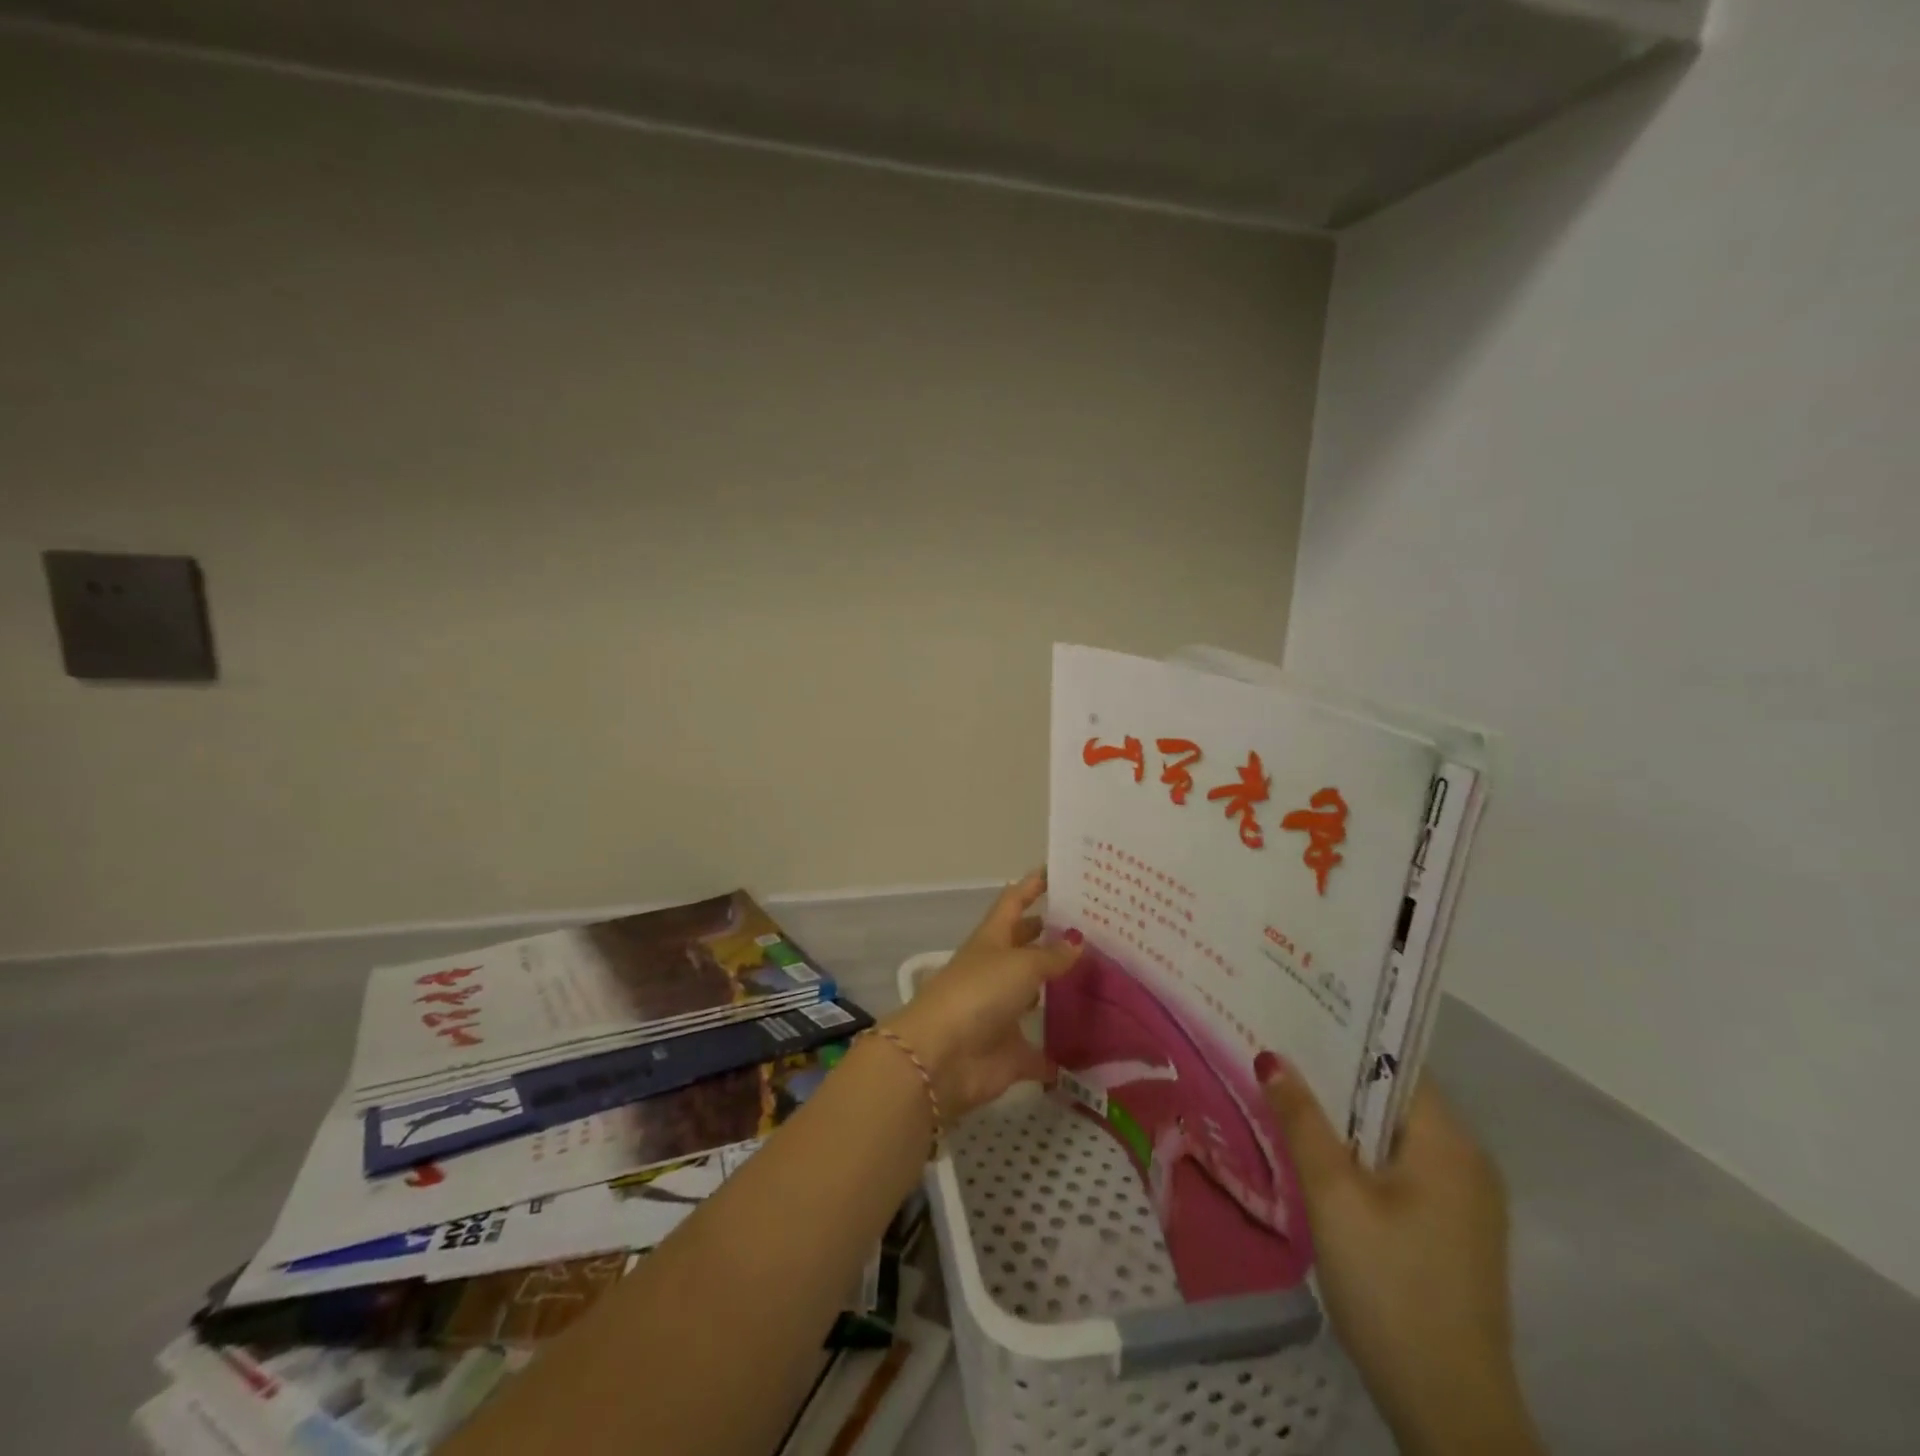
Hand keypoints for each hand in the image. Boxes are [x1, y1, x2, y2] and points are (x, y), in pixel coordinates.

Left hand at [885, 869, 1080, 1121]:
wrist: (941, 1057)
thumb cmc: (979, 993)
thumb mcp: (1020, 964)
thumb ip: (1051, 955)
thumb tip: (1077, 940)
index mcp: (992, 939)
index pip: (1014, 902)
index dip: (1032, 885)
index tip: (1058, 870)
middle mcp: (997, 971)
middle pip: (1025, 946)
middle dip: (1051, 936)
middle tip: (1095, 929)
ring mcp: (1002, 1011)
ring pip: (1035, 996)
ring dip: (1060, 990)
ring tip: (1102, 981)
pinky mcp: (1010, 1051)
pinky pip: (1041, 1050)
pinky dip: (1060, 1052)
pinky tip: (1092, 1047)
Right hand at [1260, 1064, 1542, 1455]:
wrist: (1449, 1409)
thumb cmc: (1390, 1284)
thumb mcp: (1333, 1195)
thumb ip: (1302, 1119)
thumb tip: (1272, 1055)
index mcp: (1450, 1142)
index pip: (1395, 1063)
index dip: (1343, 1037)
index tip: (1291, 1020)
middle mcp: (1468, 1160)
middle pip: (1393, 1097)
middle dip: (1335, 1078)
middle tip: (1274, 1056)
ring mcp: (1465, 1200)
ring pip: (1394, 1135)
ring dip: (1344, 1118)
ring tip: (1284, 1096)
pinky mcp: (1454, 1231)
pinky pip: (1402, 1167)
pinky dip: (1362, 1153)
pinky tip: (1317, 1156)